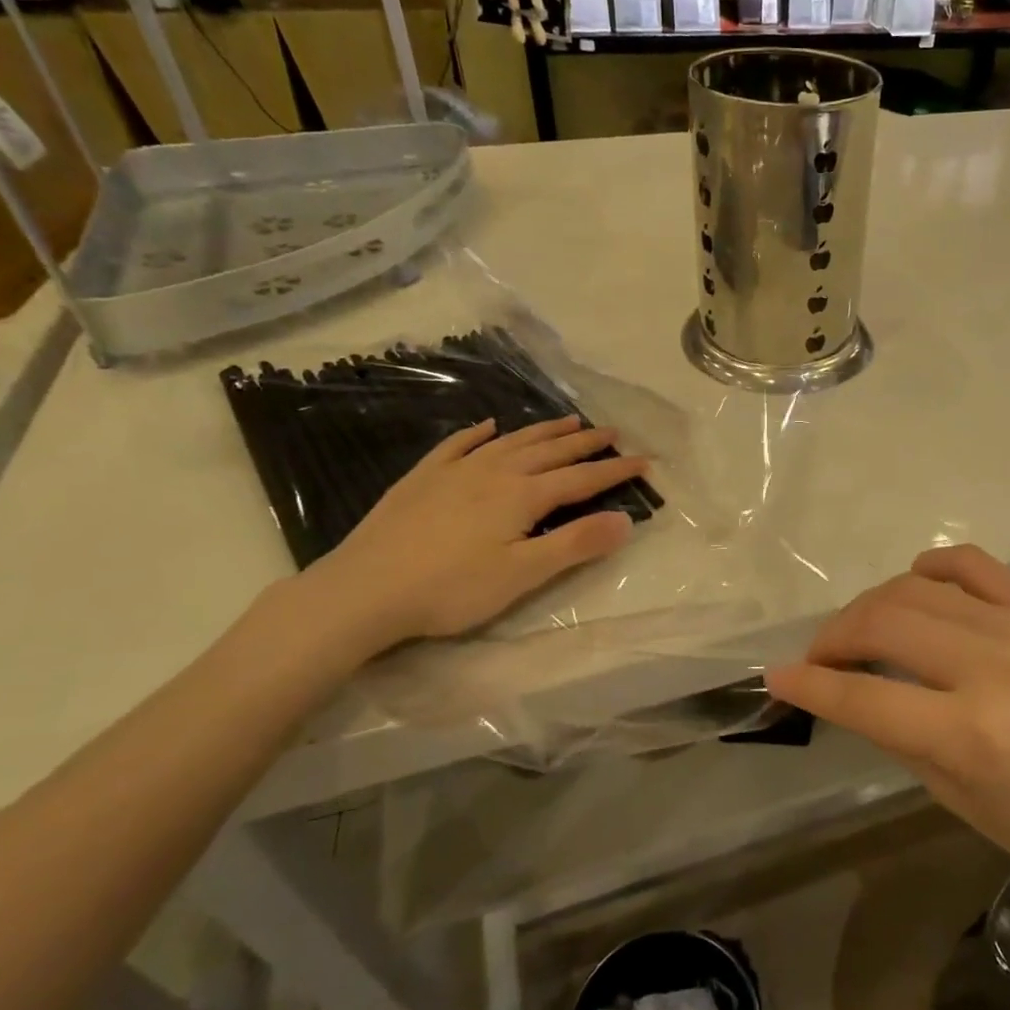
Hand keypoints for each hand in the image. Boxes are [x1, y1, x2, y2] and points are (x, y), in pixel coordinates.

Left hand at [295, 416, 647, 656]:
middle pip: (550, 451)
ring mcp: (455, 470)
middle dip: (585, 442)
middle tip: (613, 432)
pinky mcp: (423, 478)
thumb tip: (625, 520)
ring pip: (511, 441)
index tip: (645, 461)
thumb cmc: (451, 589)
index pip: (581, 479)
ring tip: (569, 420)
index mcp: (523, 495)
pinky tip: (489, 426)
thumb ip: (575, 544)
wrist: (363, 590)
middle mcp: (494, 472)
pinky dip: (478, 433)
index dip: (615, 471)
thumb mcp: (523, 574)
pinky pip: (458, 445)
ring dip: (544, 430)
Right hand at [765, 545, 1009, 911]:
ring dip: (872, 604)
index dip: (810, 684)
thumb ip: (895, 733)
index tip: (776, 675)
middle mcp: (996, 670)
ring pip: (917, 587)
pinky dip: (930, 568)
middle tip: (821, 656)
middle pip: (884, 623)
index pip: (865, 697)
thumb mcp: (957, 798)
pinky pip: (971, 563)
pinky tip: (915, 586)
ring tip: (862, 629)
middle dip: (834, 636)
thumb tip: (844, 687)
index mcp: (974, 737)